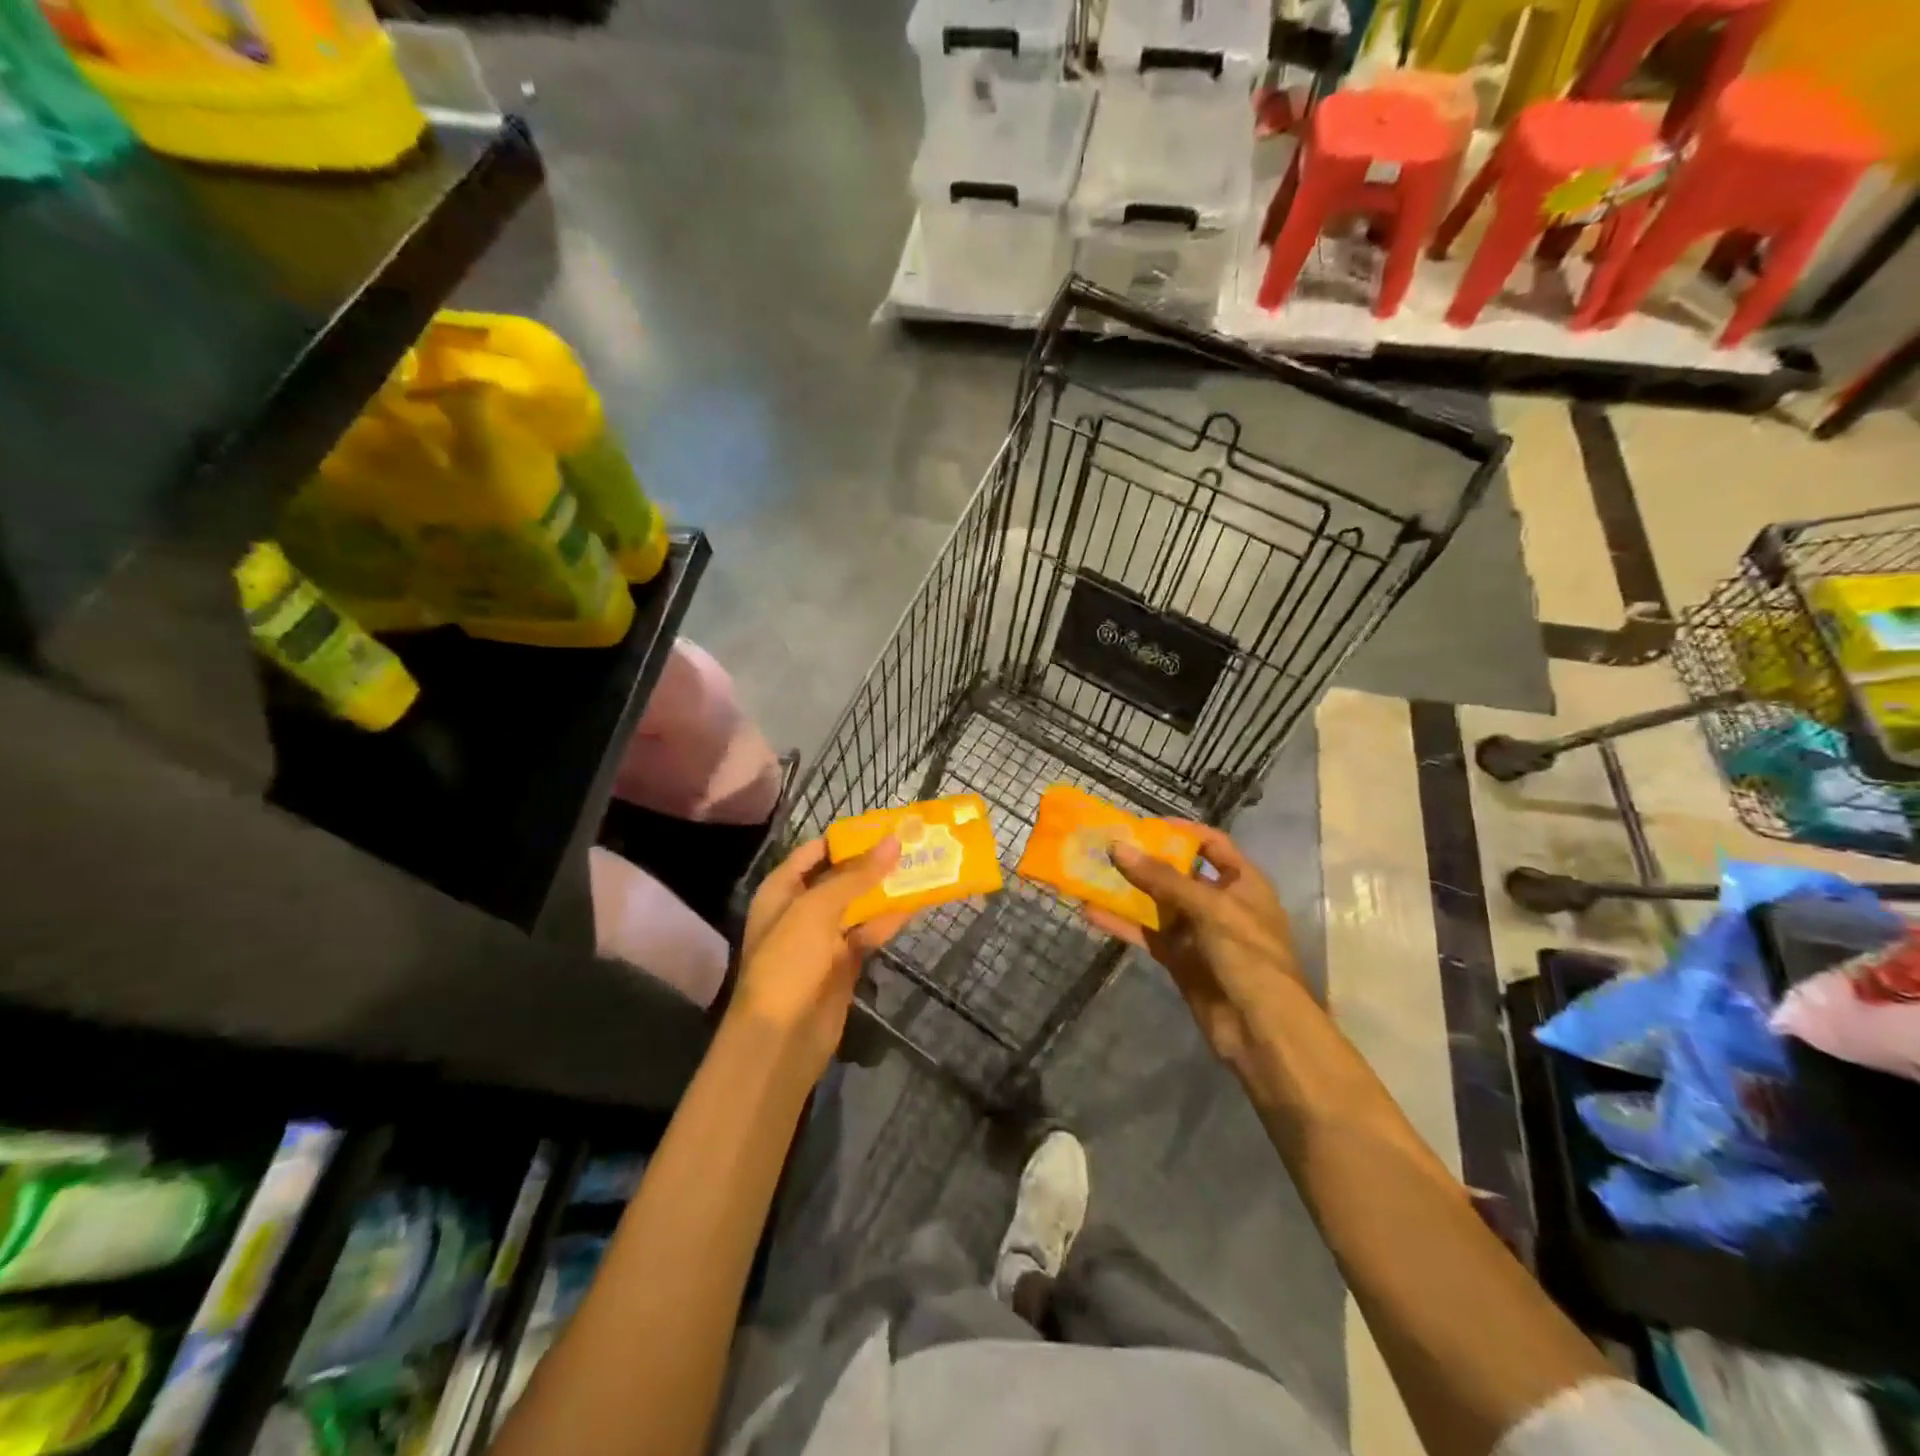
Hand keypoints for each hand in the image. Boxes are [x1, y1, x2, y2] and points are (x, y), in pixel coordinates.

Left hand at [731, 837, 908, 1074]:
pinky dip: (890, 920)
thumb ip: (856, 875)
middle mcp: (802, 909)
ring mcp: (823, 938)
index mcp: (782, 890)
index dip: (848, 838)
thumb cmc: (788, 963)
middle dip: (874, 862)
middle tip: (912, 842)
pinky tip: (917, 904)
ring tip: (923, 865)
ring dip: (887, 889)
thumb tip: (893, 842)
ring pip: (860, 904)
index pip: (815, 852)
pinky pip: (869, 932)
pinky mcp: (844, 963)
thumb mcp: (817, 909)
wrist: (780, 1039)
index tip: (885, 825)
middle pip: (841, 876)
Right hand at [1084, 825, 1304, 1076]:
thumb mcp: (1210, 908)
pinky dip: (1122, 924)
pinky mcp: (1179, 959)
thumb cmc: (1248, 956)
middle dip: (1144, 859)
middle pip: (1178, 872)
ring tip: (1091, 872)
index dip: (1181, 831)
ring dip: (1127, 890)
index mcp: (1243, 882)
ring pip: (1157, 903)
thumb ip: (1162, 878)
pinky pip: (1147, 934)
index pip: (1212, 844)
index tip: (1143, 824)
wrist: (1261, 1030)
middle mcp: (1220, 902)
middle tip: (1106, 845)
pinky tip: (1092, 912)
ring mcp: (1198, 932)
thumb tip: (1117, 847)